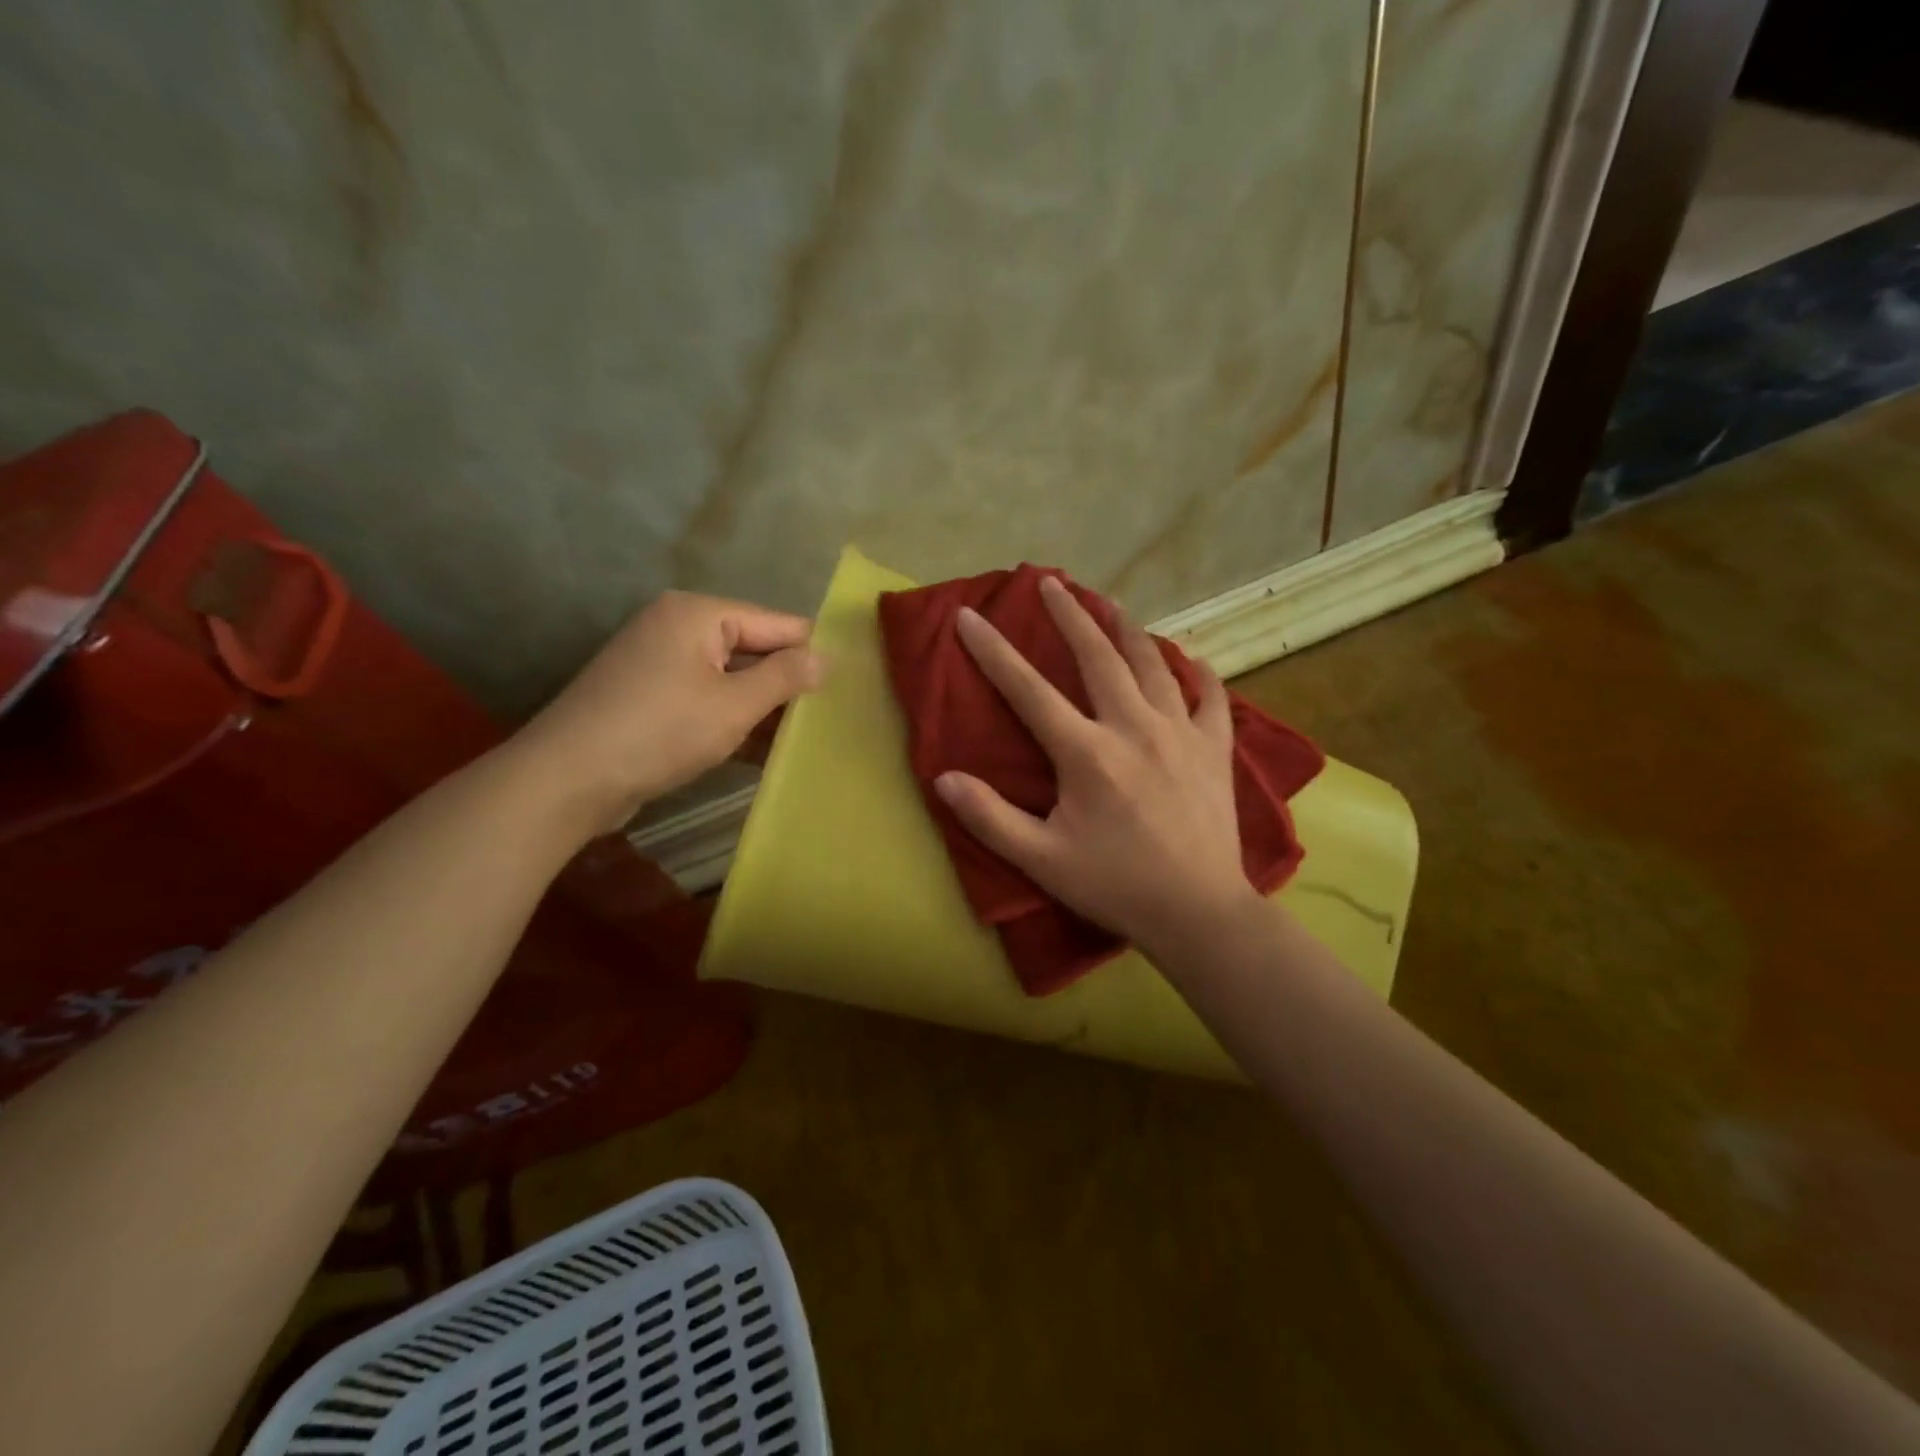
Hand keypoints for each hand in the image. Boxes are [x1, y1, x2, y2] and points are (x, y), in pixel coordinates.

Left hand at [517, 591, 822, 832]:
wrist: (567, 779)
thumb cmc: (660, 731)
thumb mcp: (734, 705)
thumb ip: (785, 677)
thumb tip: (825, 657)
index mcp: (698, 614)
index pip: (776, 622)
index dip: (812, 651)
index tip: (850, 680)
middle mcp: (676, 627)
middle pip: (751, 648)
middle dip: (787, 681)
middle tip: (832, 713)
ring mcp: (658, 663)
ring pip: (729, 678)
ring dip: (762, 706)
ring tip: (807, 734)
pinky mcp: (648, 697)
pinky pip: (705, 699)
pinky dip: (732, 719)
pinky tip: (764, 749)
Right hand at [934, 576, 1261, 955]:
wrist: (1199, 912)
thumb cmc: (1115, 885)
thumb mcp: (1042, 860)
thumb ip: (990, 818)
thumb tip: (943, 779)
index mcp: (1087, 753)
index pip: (1029, 690)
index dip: (994, 651)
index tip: (971, 616)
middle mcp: (1134, 727)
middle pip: (1098, 656)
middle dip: (1070, 615)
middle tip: (1051, 583)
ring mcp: (1180, 733)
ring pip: (1153, 664)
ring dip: (1127, 629)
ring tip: (1111, 603)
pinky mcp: (1215, 749)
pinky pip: (1210, 697)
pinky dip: (1198, 673)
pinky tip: (1189, 659)